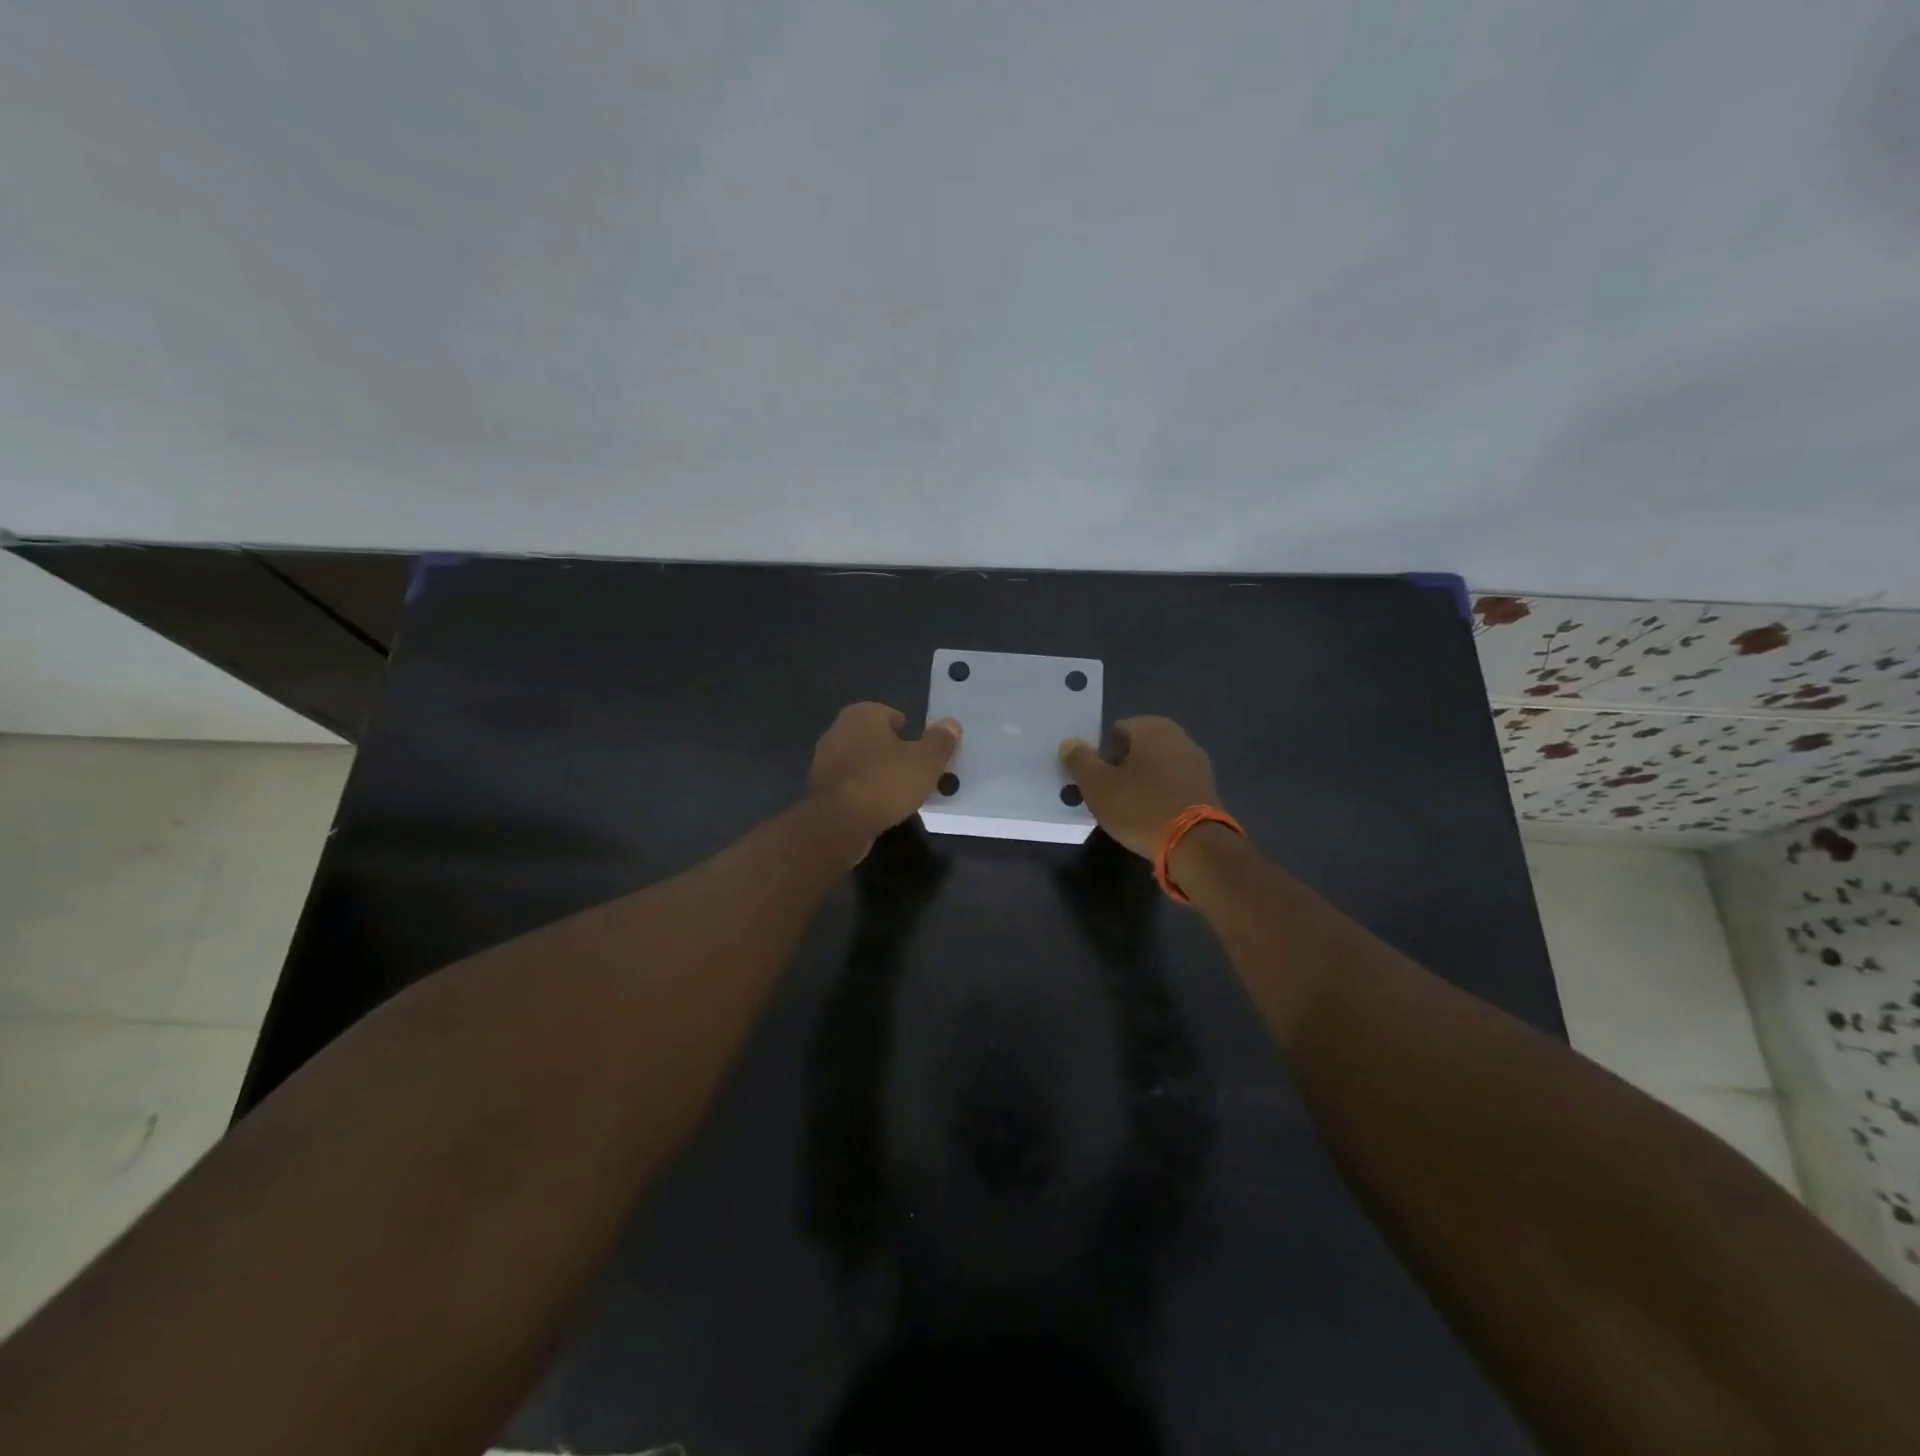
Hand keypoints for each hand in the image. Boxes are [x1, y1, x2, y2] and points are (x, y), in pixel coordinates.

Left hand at [810, 702, 961, 854]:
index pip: (888, 713)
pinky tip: (880, 806)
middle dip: (892, 750)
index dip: (906, 728)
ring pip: (860, 761)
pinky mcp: (819, 790)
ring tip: (900, 790)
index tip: (920, 747)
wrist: (839, 823)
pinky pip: (850, 784)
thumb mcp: (925, 761)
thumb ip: (940, 741)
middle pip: (873, 737)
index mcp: (861, 715)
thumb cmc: (885, 781)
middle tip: (915, 769)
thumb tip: (951, 724)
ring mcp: (824, 761)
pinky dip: (865, 791)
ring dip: (877, 772)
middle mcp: (838, 731)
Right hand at [1059, 716, 1223, 859]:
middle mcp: (1180, 737)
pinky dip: (1160, 795)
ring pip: (1157, 767)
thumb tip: (1070, 743)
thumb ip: (1079, 760)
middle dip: (1122, 768)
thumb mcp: (1098, 785)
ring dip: (1142, 782)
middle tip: (1109, 795)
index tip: (1097, 780)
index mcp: (1153, 728)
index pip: (1117, 730)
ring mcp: (1197, 763)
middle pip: (1138, 748)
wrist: (1196, 845)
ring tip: (1129, 810)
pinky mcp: (1208, 789)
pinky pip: (1174, 785)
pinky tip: (1152, 817)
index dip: (1102, 754)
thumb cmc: (1141, 808)